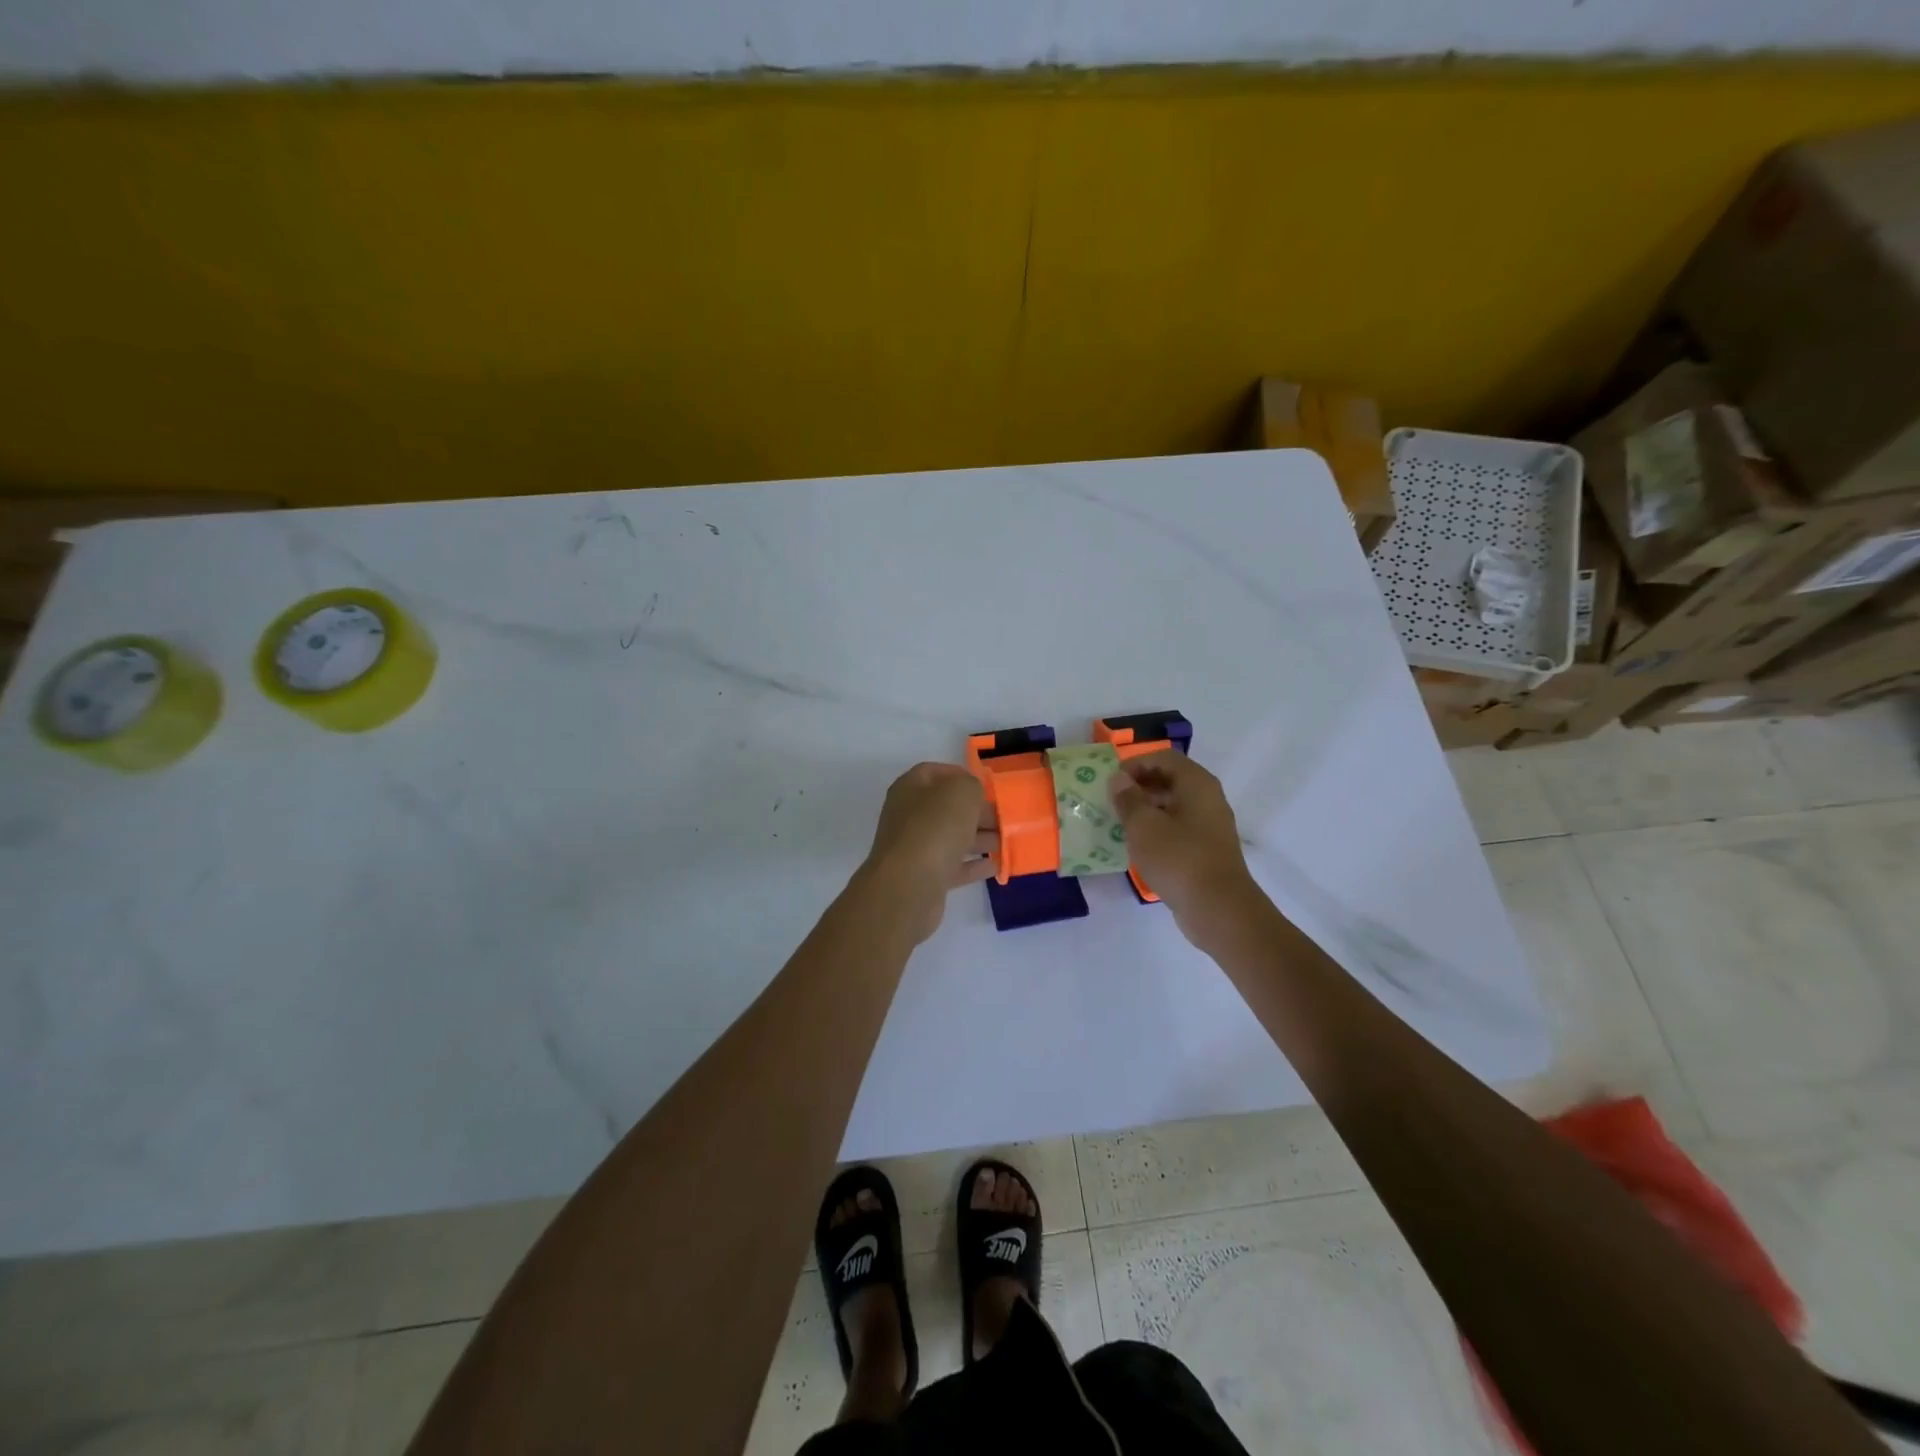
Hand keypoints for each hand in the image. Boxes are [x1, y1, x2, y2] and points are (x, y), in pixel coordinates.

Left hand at [859, 762, 997, 942]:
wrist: (908, 887)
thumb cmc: (934, 829)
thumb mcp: (961, 793)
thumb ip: (971, 786)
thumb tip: (973, 796)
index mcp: (910, 789)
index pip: (934, 772)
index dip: (960, 775)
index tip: (987, 786)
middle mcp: (909, 816)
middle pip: (946, 808)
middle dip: (977, 812)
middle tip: (1003, 818)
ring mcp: (915, 848)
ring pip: (952, 838)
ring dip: (979, 838)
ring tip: (1005, 841)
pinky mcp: (924, 877)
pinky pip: (953, 866)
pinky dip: (973, 865)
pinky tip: (994, 865)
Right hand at [1111, 753, 1260, 949]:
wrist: (1219, 909)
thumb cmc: (1179, 859)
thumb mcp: (1144, 826)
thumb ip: (1128, 798)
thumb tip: (1118, 779)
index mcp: (1196, 784)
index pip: (1163, 757)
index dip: (1135, 764)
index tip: (1111, 782)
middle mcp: (1207, 798)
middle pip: (1170, 779)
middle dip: (1139, 787)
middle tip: (1112, 802)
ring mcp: (1210, 825)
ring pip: (1173, 806)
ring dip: (1146, 810)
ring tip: (1120, 824)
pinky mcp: (1207, 849)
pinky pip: (1178, 828)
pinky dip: (1157, 830)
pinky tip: (1138, 846)